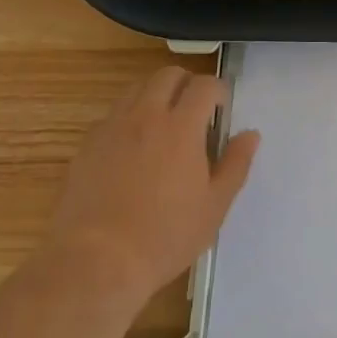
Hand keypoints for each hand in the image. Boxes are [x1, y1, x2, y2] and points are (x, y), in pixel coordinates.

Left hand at [47, 67, 260, 297]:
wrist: (95, 262)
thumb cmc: (164, 236)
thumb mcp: (214, 206)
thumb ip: (236, 164)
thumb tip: (250, 134)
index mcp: (182, 126)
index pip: (205, 85)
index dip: (218, 90)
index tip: (222, 108)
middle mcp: (146, 115)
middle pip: (168, 75)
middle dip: (187, 84)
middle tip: (195, 110)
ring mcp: (112, 127)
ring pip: (136, 89)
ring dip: (155, 95)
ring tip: (163, 124)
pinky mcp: (86, 145)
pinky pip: (111, 115)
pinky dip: (128, 118)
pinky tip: (131, 148)